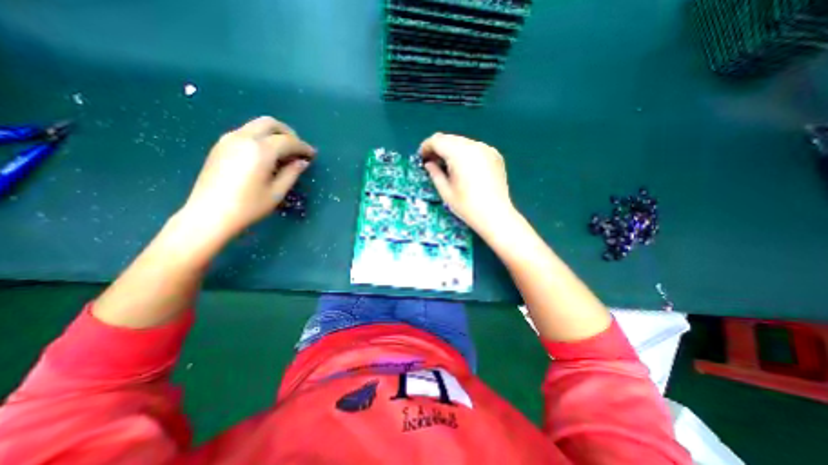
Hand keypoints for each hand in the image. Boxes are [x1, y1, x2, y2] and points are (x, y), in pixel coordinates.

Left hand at [177, 117, 314, 240]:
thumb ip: (292, 173)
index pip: (288, 140)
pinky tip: (266, 156)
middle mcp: (243, 138)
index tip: (312, 155)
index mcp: (260, 150)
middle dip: (288, 133)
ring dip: (274, 134)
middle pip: (270, 123)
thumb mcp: (277, 192)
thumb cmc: (249, 206)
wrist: (209, 214)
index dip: (303, 147)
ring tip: (284, 153)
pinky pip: (246, 133)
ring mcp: (229, 139)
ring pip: (256, 126)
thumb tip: (302, 161)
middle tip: (298, 149)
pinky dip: (261, 138)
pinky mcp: (220, 146)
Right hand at [421, 132, 515, 235]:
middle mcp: (474, 145)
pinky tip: (465, 168)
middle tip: (433, 162)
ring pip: (463, 142)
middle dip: (439, 148)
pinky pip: (475, 148)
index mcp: (460, 153)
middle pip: (450, 138)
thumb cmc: (467, 206)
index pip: (438, 140)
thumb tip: (429, 163)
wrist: (496, 215)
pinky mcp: (495, 155)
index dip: (426, 147)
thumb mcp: (445, 191)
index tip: (422, 158)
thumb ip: (435, 173)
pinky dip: (465, 153)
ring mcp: (487, 149)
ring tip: (448, 166)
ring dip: (452, 150)